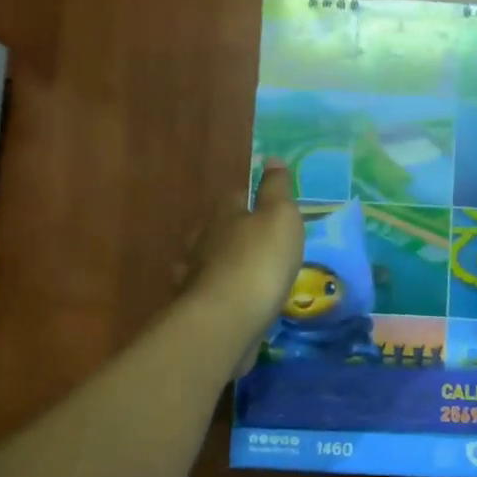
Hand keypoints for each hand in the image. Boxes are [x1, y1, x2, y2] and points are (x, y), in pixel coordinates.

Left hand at [185, 160, 304, 364]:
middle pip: (215, 230)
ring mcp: (195, 276)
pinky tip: (228, 302)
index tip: (265, 205)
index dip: (250, 199)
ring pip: (204, 263)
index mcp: (224, 215)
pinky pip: (206, 295)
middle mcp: (203, 241)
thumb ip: (275, 189)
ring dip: (217, 265)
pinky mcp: (196, 309)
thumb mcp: (280, 217)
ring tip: (238, 273)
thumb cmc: (261, 260)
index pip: (235, 198)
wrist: (229, 318)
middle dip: (229, 233)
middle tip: (251, 241)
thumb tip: (272, 158)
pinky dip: (216, 295)